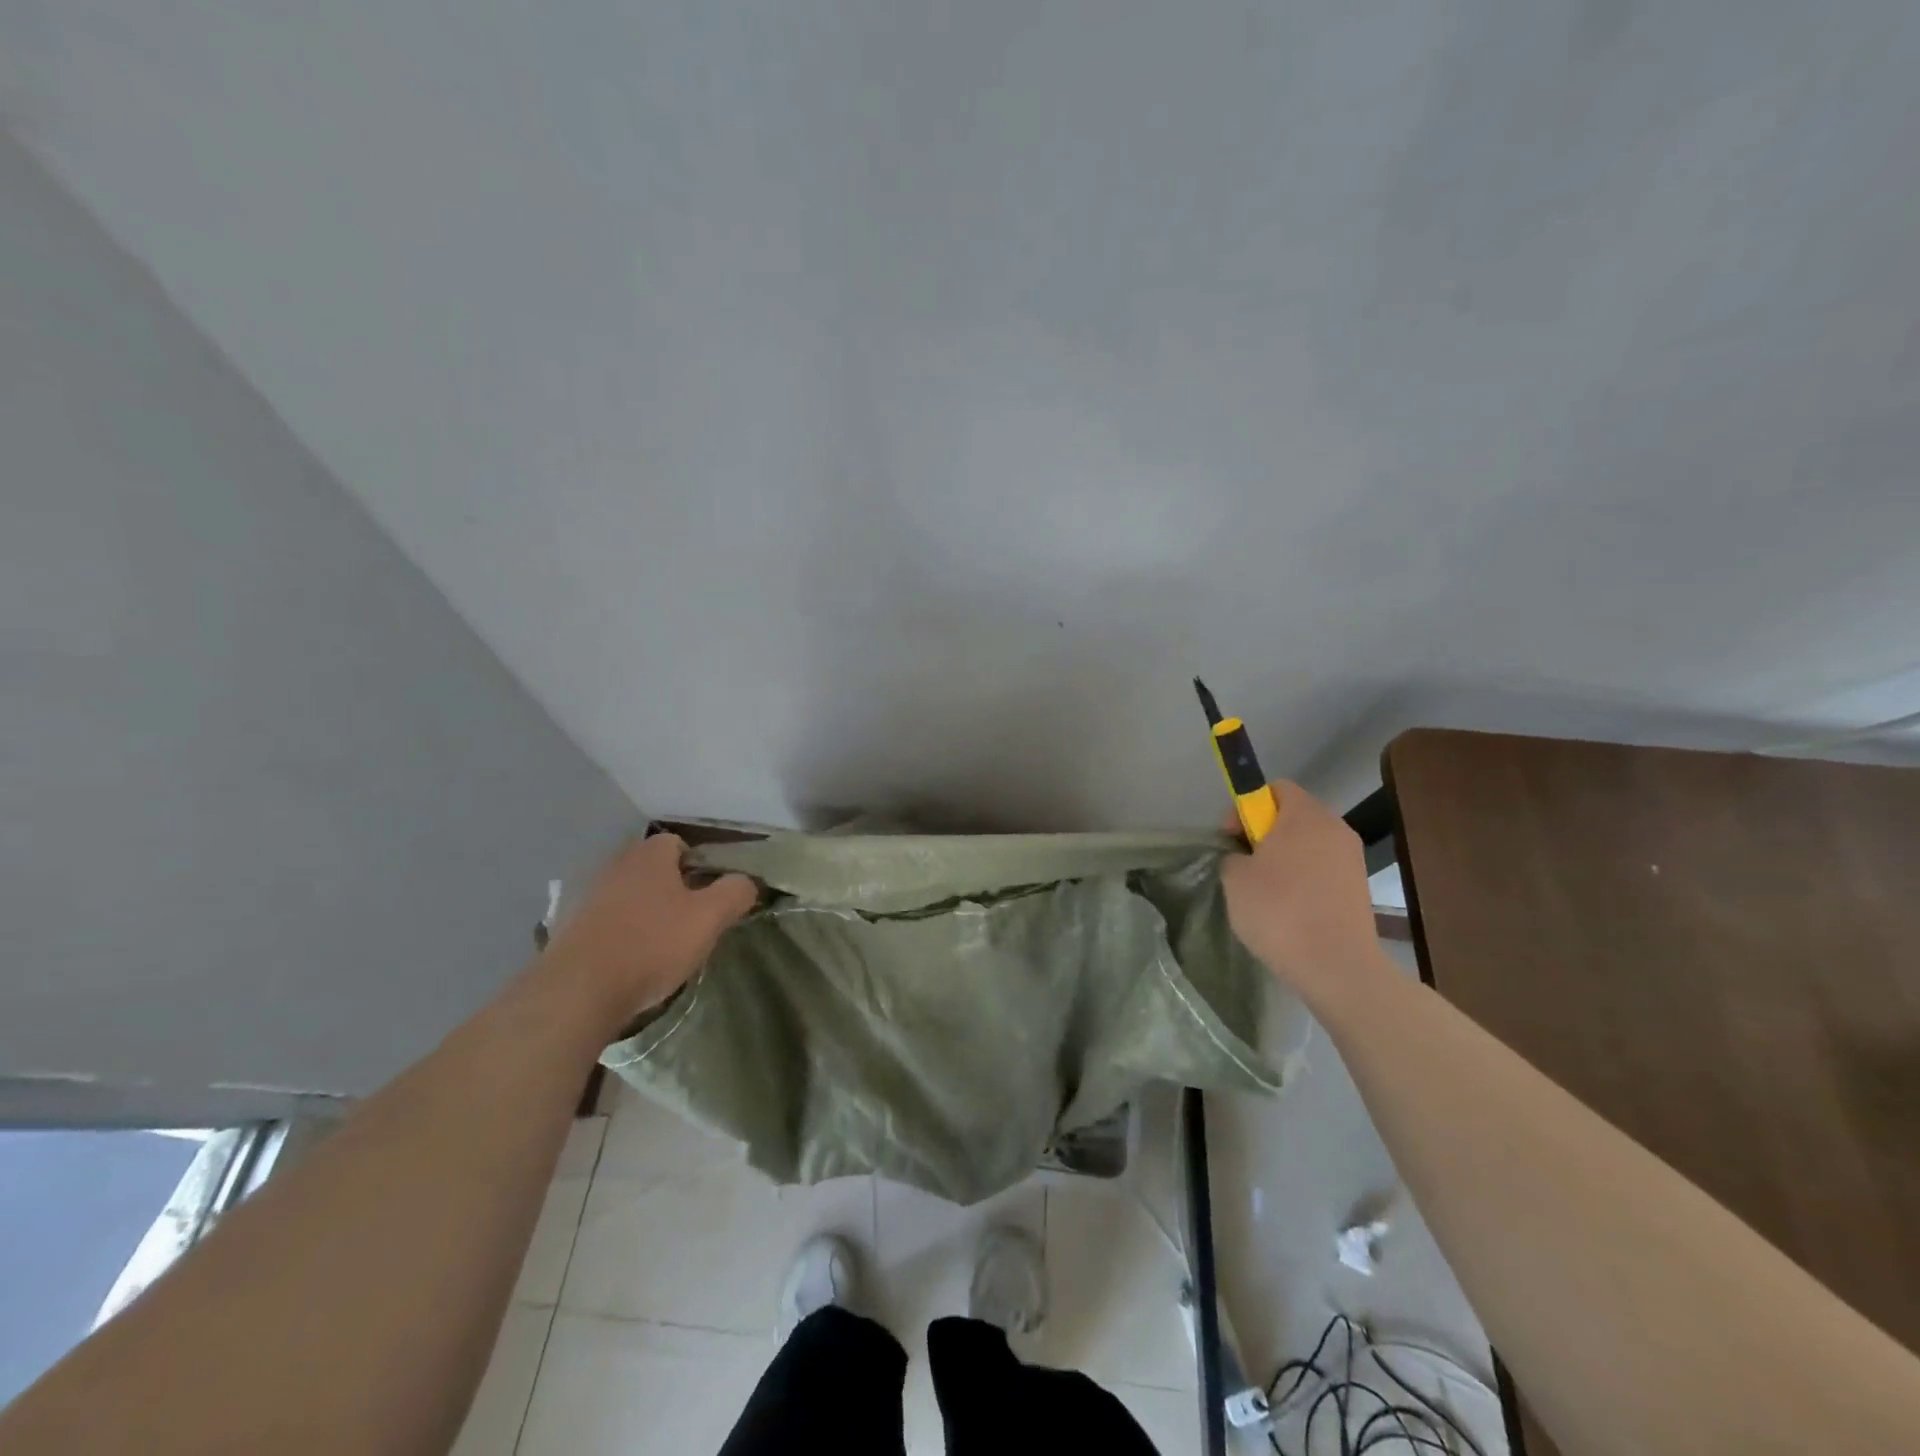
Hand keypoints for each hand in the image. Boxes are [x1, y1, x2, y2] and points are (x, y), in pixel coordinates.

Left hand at [543, 834, 757, 1026]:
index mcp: (648, 856)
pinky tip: (627, 961)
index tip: (708, 896)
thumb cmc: (651, 945)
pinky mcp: (566, 928)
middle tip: (689, 921)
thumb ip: (735, 892)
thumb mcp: (709, 918)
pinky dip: (617, 934)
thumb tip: (746, 882)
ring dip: (643, 912)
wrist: (577, 991)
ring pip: (626, 895)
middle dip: (671, 889)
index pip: (677, 843)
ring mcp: (585, 896)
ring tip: (658, 946)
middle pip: (651, 869)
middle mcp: (614, 865)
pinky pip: (603, 922)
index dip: (697, 865)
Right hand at [1220, 782, 1384, 998]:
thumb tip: (1246, 857)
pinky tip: (1287, 910)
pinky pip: (1321, 870)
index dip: (1246, 807)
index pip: (1276, 788)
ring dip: (1283, 859)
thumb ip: (1235, 855)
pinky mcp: (1358, 888)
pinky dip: (1302, 880)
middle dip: (1264, 834)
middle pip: (1293, 816)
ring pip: (1308, 845)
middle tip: (1243, 864)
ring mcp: (1352, 859)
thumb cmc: (1279, 911)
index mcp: (1305, 815)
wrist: (1337, 966)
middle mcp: (1334, 828)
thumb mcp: (1235, 878)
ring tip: (1263, 891)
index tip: (1232, 837)